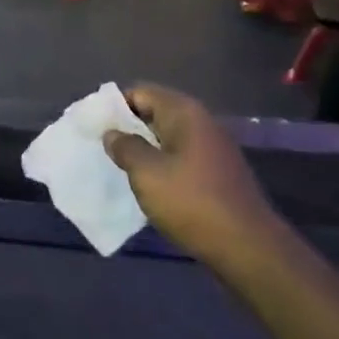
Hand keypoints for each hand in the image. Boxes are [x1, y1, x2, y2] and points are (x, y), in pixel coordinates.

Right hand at [103, 85, 278, 264]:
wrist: (246, 246)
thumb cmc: (191, 201)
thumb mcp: (147, 173)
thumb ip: (125, 147)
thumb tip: (112, 133)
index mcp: (184, 113)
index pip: (140, 93)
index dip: (114, 106)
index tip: (93, 126)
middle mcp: (200, 122)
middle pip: (155, 113)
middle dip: (127, 128)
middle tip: (99, 147)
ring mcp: (212, 148)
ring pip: (167, 138)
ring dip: (143, 149)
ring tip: (117, 167)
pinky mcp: (216, 173)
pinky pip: (180, 158)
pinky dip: (160, 166)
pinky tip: (146, 185)